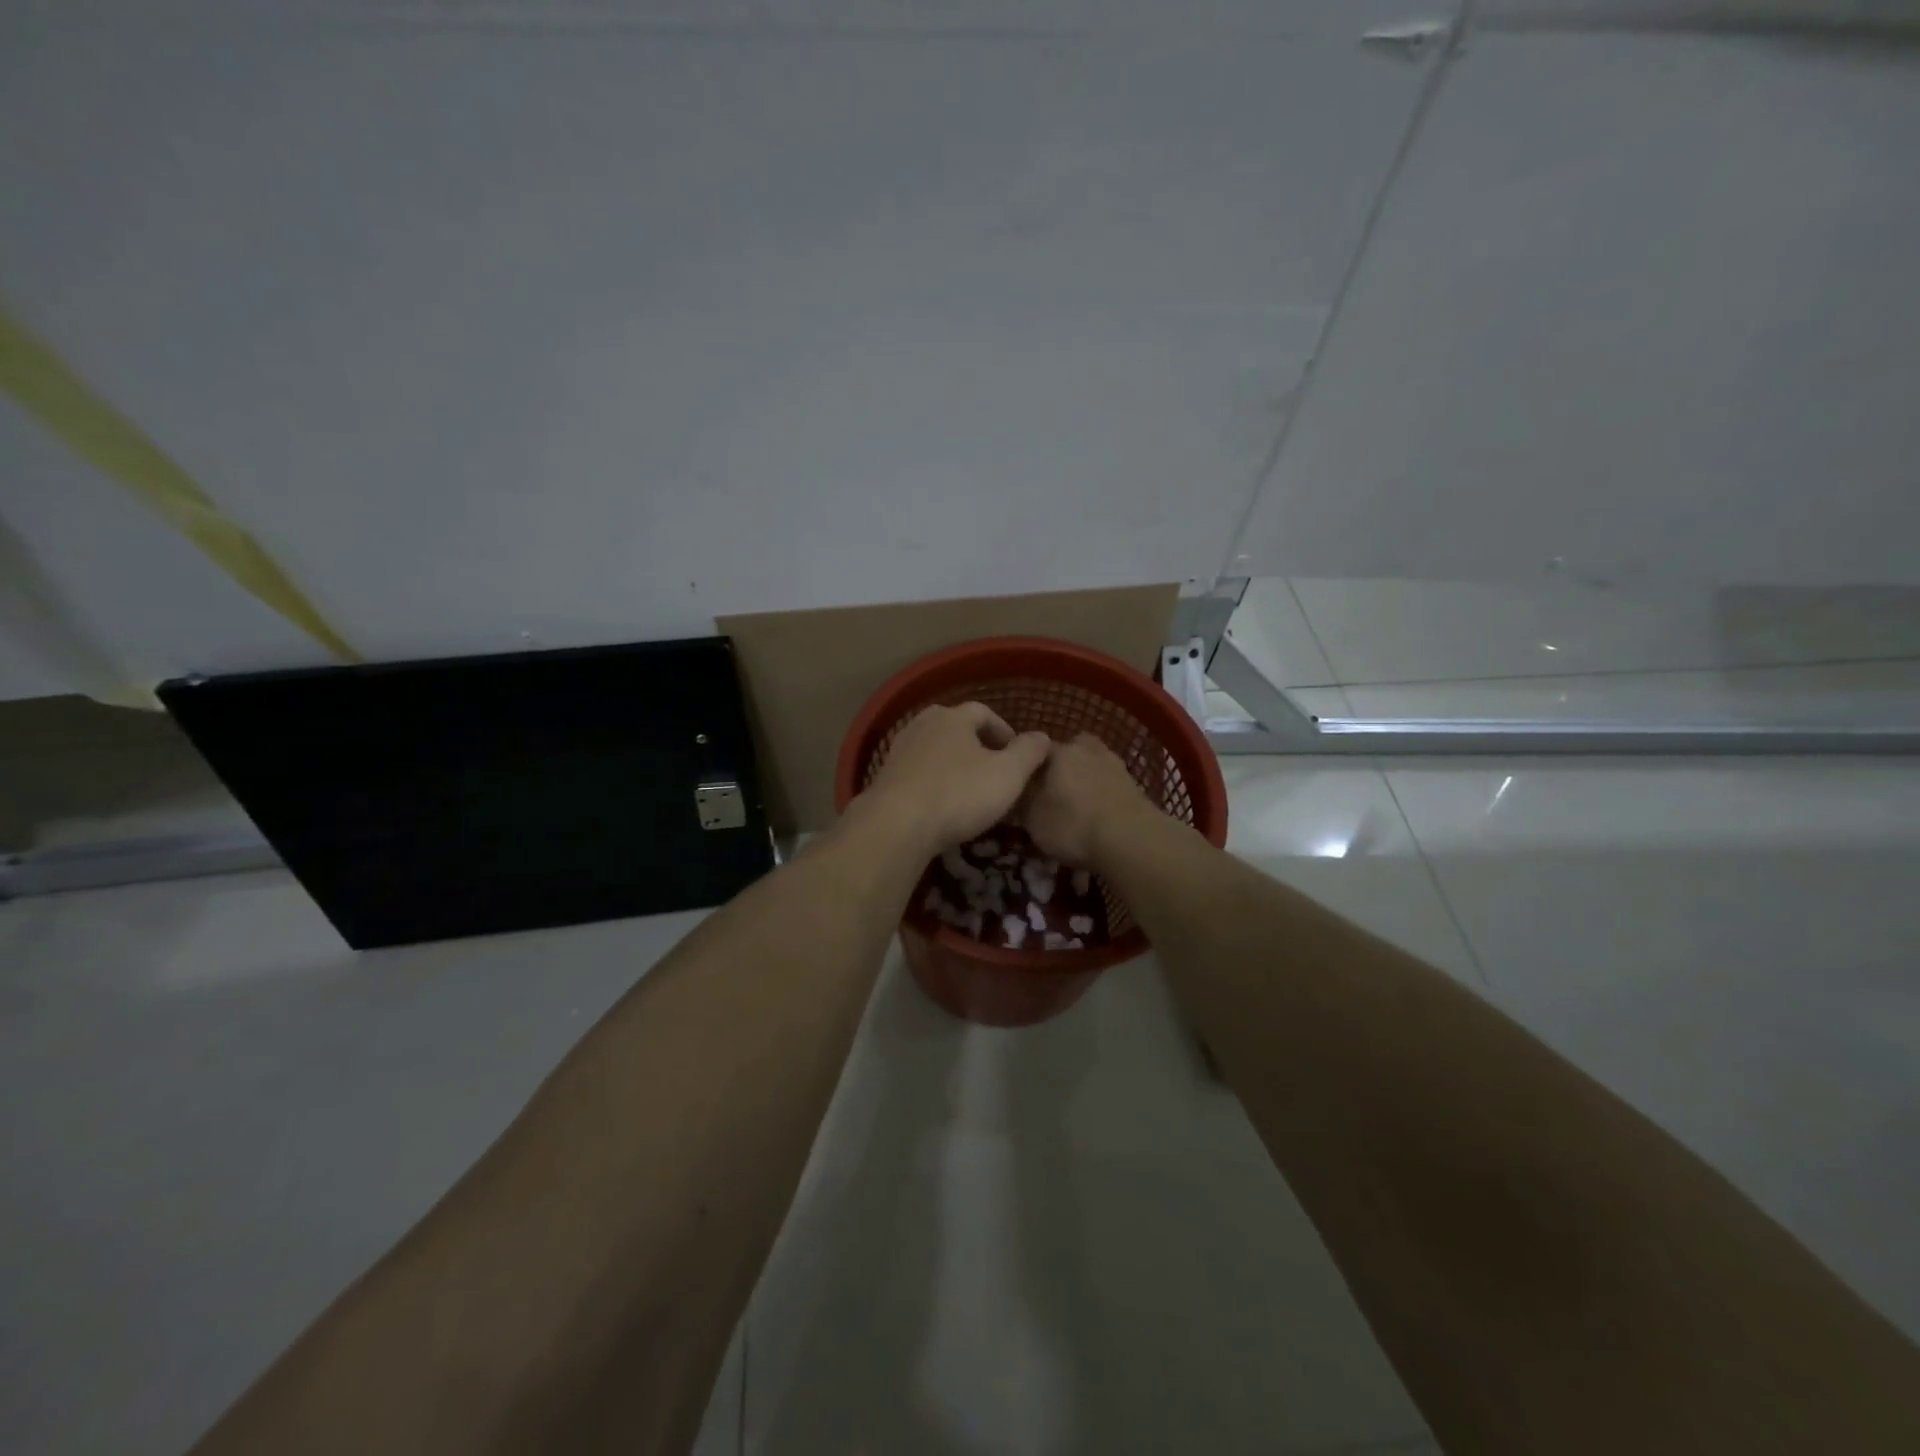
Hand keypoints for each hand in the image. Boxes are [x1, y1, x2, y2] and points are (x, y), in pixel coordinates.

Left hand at [849, 702, 1051, 855]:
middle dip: (975, 742)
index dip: (1003, 730)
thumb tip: (1042, 736)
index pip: (983, 712)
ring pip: (933, 747)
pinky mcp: (885, 775)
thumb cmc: (959, 794)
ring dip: (952, 761)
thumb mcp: (1008, 774)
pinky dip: (931, 779)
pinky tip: (939, 801)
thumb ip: (1028, 752)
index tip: (1016, 754)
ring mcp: (900, 748)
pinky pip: (916, 769)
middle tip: (992, 767)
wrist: (896, 825)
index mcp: (954, 717)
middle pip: (954, 725)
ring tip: (967, 785)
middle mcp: (923, 724)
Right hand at [1023, 732, 1154, 867]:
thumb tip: (1020, 792)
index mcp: (1059, 751)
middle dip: (1061, 768)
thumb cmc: (1072, 825)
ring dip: (1085, 781)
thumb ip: (1022, 801)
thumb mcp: (1033, 819)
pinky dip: (1103, 796)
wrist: (1131, 840)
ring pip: (1092, 766)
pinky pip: (1110, 785)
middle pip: (1069, 752)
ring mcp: (1115, 765)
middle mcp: (1087, 749)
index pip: (1035, 750)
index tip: (1023, 786)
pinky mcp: (1135, 785)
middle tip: (1053, 792)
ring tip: (1077, 809)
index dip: (1027, 768)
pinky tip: (1098, 817)